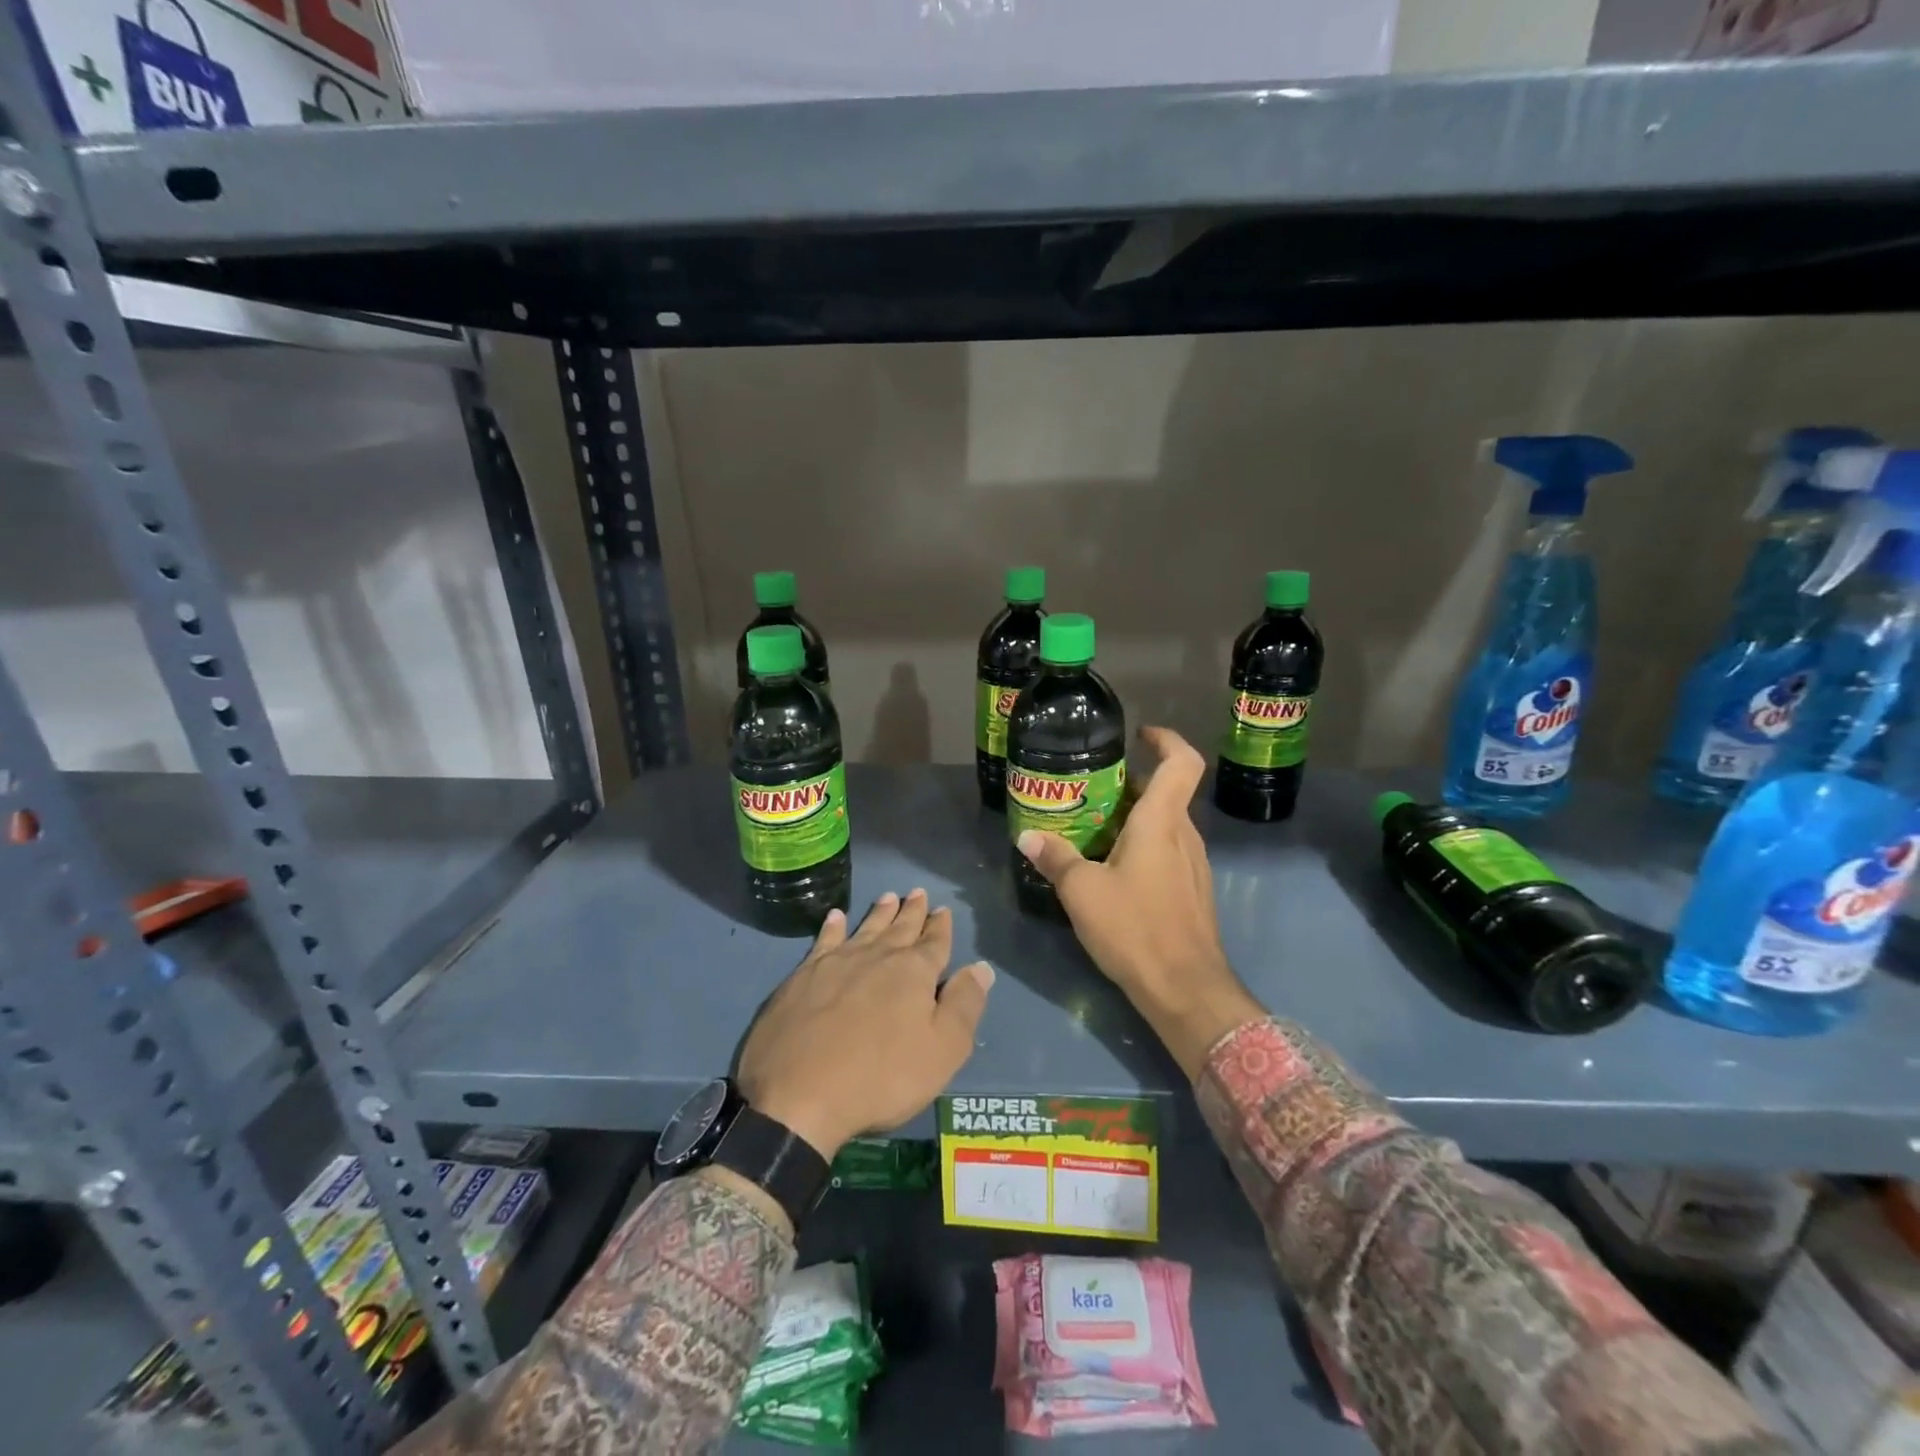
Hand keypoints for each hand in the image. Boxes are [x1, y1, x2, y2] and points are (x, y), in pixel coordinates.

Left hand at [737, 889, 993, 1161]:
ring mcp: (837, 963)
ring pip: (865, 928)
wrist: (798, 1095)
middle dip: (912, 911)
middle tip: (917, 892)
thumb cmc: (881, 1077)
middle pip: (900, 928)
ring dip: (879, 913)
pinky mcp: (803, 976)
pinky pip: (824, 941)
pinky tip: (835, 917)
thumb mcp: (942, 1050)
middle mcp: (877, 957)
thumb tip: (981, 968)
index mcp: (913, 973)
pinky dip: (833, 927)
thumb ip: (964, 1005)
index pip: (934, 942)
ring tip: (887, 897)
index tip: (943, 909)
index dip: (940, 927)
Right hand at [1016, 726, 1261, 1076]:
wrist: (1186, 990)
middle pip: (1166, 793)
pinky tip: (1112, 871)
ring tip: (1092, 830)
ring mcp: (1193, 865)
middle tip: (1089, 791)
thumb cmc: (1136, 929)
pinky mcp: (1192, 891)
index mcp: (1162, 823)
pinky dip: (1142, 846)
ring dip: (1134, 818)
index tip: (1138, 736)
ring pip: (1166, 825)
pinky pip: (1168, 852)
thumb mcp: (1083, 892)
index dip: (1165, 740)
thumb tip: (1028, 836)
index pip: (1181, 762)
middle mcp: (1185, 835)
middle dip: (1130, 785)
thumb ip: (1056, 859)